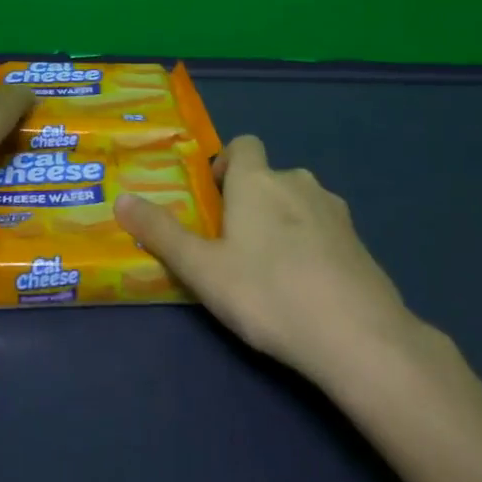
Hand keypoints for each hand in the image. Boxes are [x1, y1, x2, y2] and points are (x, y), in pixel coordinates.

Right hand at [115, 135, 437, 389]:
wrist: (358, 336)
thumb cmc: (268, 293)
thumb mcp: (202, 269)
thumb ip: (161, 233)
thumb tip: (121, 199)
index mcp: (257, 179)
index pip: (243, 144)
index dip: (227, 164)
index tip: (215, 200)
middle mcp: (297, 182)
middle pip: (268, 176)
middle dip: (251, 200)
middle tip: (234, 246)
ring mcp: (335, 210)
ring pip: (298, 202)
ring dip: (283, 222)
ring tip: (271, 270)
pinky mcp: (360, 242)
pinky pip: (325, 230)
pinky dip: (313, 246)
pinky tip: (308, 288)